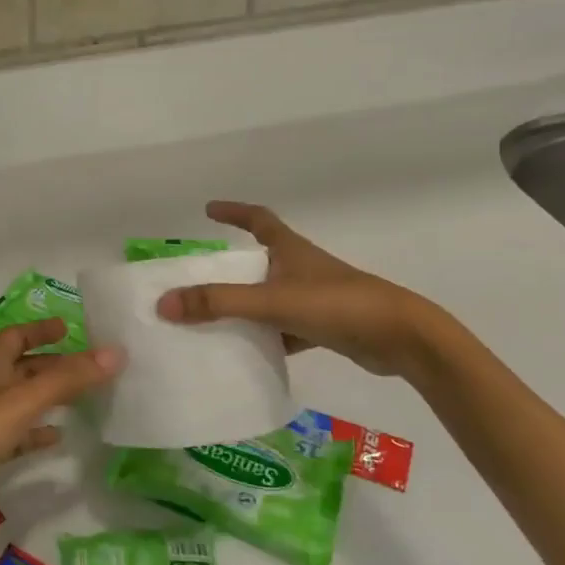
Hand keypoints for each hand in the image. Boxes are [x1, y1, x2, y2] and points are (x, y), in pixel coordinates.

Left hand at [0, 319, 123, 545]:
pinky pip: (17, 434)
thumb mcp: (23, 400)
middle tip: (90, 366)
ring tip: (84, 398)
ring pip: (22, 400)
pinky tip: (59, 437)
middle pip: (23, 368)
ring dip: (49, 397)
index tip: (69, 328)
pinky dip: (37, 431)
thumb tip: (116, 353)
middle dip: (54, 365)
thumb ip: (68, 379)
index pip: (15, 336)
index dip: (40, 330)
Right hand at [155, 202, 444, 378]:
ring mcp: (315, 298)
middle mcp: (301, 268)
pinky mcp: (325, 327)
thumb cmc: (337, 305)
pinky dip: (265, 337)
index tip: (208, 210)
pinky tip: (246, 354)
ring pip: (269, 298)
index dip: (233, 212)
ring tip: (211, 320)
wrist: (400, 338)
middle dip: (230, 269)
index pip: (258, 219)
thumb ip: (219, 303)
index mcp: (291, 250)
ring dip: (244, 306)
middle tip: (197, 279)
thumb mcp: (272, 301)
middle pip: (259, 261)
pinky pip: (284, 329)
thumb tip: (164, 303)